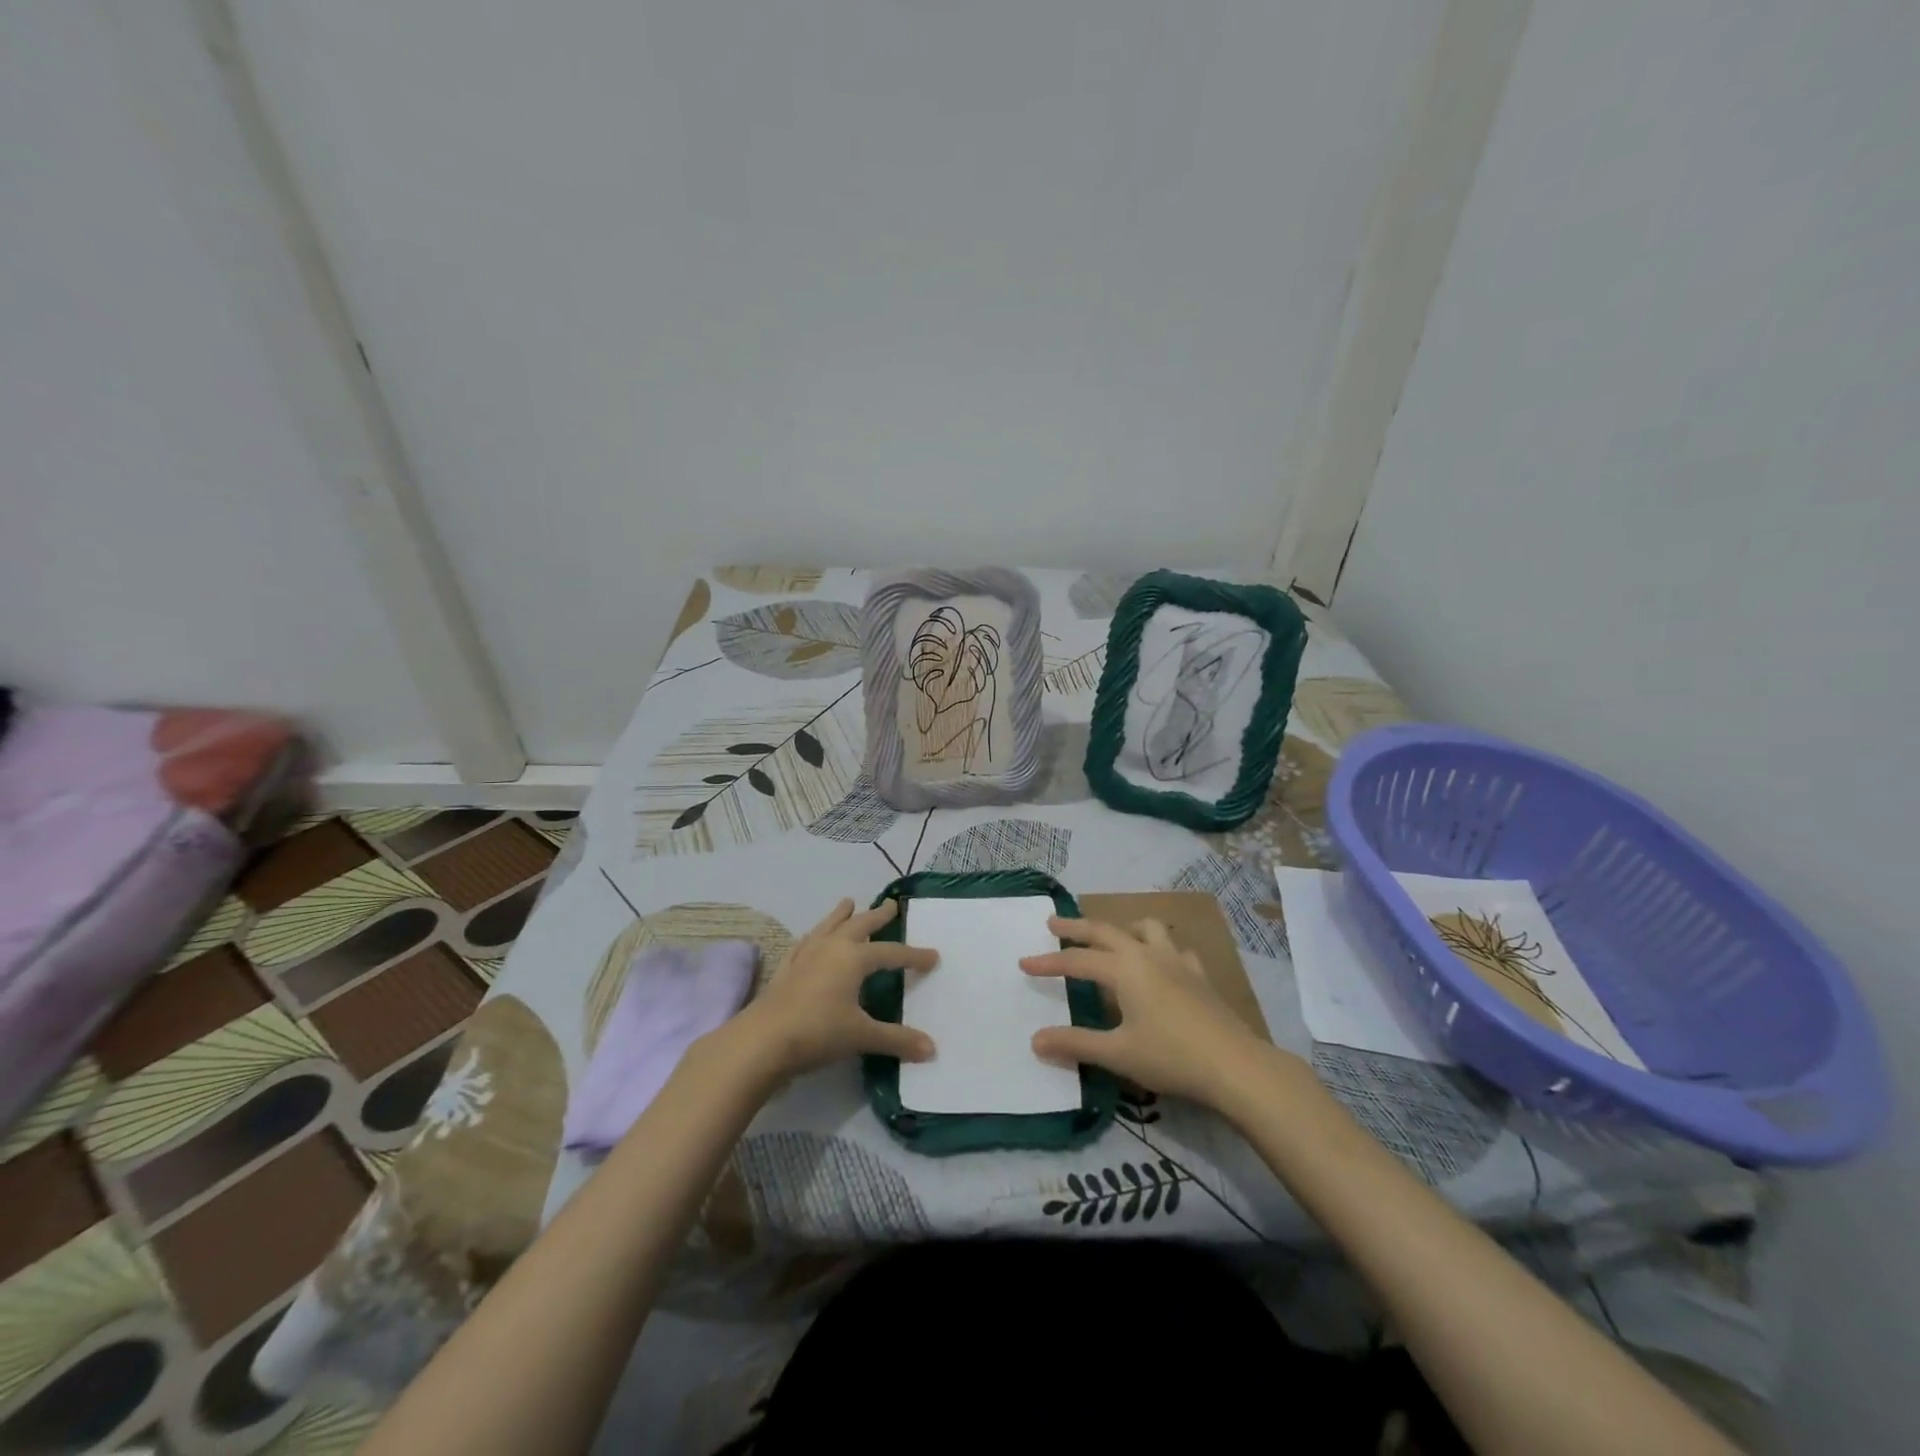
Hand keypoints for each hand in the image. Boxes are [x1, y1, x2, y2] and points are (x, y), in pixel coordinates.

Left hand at [729, 898, 938, 1082]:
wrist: (763, 1040)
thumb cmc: (818, 1032)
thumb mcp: (862, 1036)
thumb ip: (897, 1040)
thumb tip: (932, 1050)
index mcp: (854, 958)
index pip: (891, 953)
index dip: (914, 956)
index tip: (933, 956)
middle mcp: (831, 948)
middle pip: (859, 925)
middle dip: (877, 916)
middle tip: (891, 905)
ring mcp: (805, 955)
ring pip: (828, 926)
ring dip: (841, 915)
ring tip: (848, 902)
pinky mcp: (786, 968)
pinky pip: (804, 943)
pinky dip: (813, 936)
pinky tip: (811, 937)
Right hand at [1020, 916, 1265, 1106]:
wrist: (1235, 1066)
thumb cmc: (1171, 1057)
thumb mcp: (1117, 1054)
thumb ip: (1075, 1044)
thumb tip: (1035, 1039)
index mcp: (1124, 970)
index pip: (1077, 961)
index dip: (1048, 962)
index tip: (1023, 963)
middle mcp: (1147, 955)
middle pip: (1105, 931)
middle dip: (1076, 927)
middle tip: (1053, 923)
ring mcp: (1177, 962)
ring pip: (1146, 928)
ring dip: (1123, 928)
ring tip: (1112, 936)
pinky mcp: (1199, 975)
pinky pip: (1175, 949)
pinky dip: (1160, 947)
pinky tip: (1161, 962)